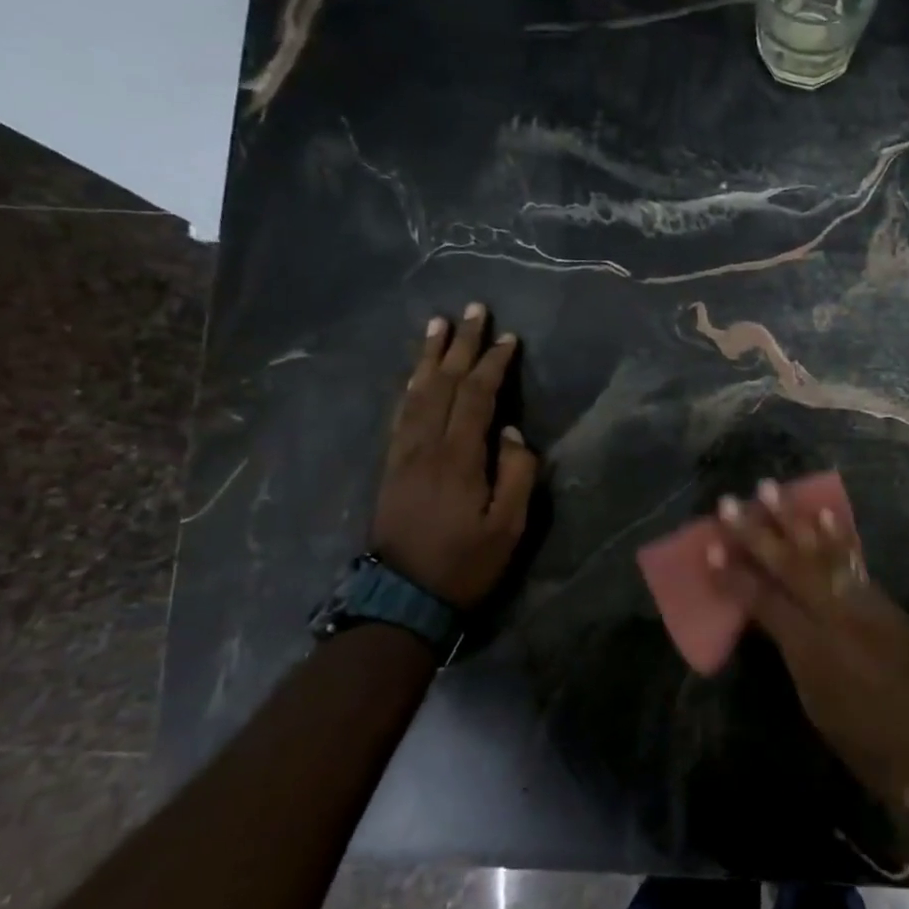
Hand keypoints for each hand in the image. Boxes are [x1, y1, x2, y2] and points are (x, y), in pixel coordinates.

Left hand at [372, 302, 537, 608]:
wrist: (402, 599)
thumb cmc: (465, 564)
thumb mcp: (508, 527)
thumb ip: (517, 474)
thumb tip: (511, 433)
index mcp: (458, 457)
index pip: (475, 396)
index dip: (492, 363)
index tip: (509, 338)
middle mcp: (425, 445)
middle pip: (442, 383)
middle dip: (460, 343)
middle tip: (473, 309)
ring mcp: (403, 453)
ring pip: (416, 392)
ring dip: (429, 355)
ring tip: (438, 324)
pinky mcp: (391, 465)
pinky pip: (400, 412)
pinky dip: (410, 385)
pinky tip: (415, 373)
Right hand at [711, 482, 908, 814]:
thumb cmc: (863, 740)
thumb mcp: (813, 700)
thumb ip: (790, 651)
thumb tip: (770, 617)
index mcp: (811, 650)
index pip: (762, 601)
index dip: (734, 576)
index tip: (710, 548)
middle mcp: (836, 616)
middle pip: (789, 566)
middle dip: (757, 532)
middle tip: (731, 502)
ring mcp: (865, 603)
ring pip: (822, 552)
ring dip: (794, 519)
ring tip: (771, 489)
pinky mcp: (885, 601)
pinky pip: (853, 560)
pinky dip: (836, 535)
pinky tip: (823, 512)